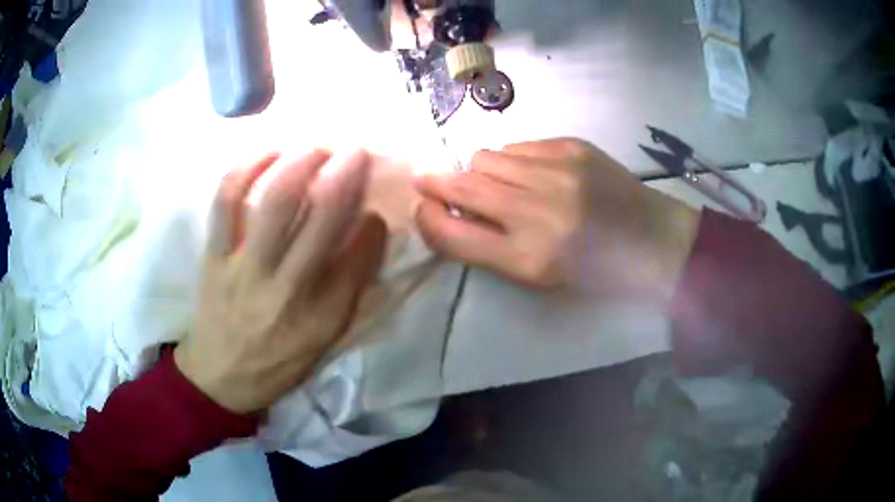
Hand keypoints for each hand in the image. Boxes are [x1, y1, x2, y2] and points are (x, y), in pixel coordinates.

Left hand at [175, 150, 386, 413]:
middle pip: (321, 217)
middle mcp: (284, 287)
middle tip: (357, 149)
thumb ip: (350, 290)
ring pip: (275, 202)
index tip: (375, 207)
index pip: (359, 258)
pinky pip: (225, 203)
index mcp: (320, 316)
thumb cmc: (276, 364)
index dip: (372, 224)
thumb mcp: (324, 342)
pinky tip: (265, 153)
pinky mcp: (213, 255)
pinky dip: (245, 169)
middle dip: (345, 174)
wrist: (218, 378)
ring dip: (301, 163)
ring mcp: (243, 267)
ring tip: (316, 146)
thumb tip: (369, 232)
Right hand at [414, 138, 699, 301]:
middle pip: (462, 186)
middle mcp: (538, 212)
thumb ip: (490, 247)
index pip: (453, 235)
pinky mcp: (572, 146)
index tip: (422, 209)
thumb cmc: (595, 270)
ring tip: (496, 183)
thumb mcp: (540, 277)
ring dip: (479, 171)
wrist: (651, 238)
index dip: (427, 219)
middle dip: (436, 182)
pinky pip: (518, 146)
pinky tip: (532, 173)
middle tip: (428, 181)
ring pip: (485, 157)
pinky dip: (512, 160)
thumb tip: (450, 213)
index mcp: (529, 259)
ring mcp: (557, 171)